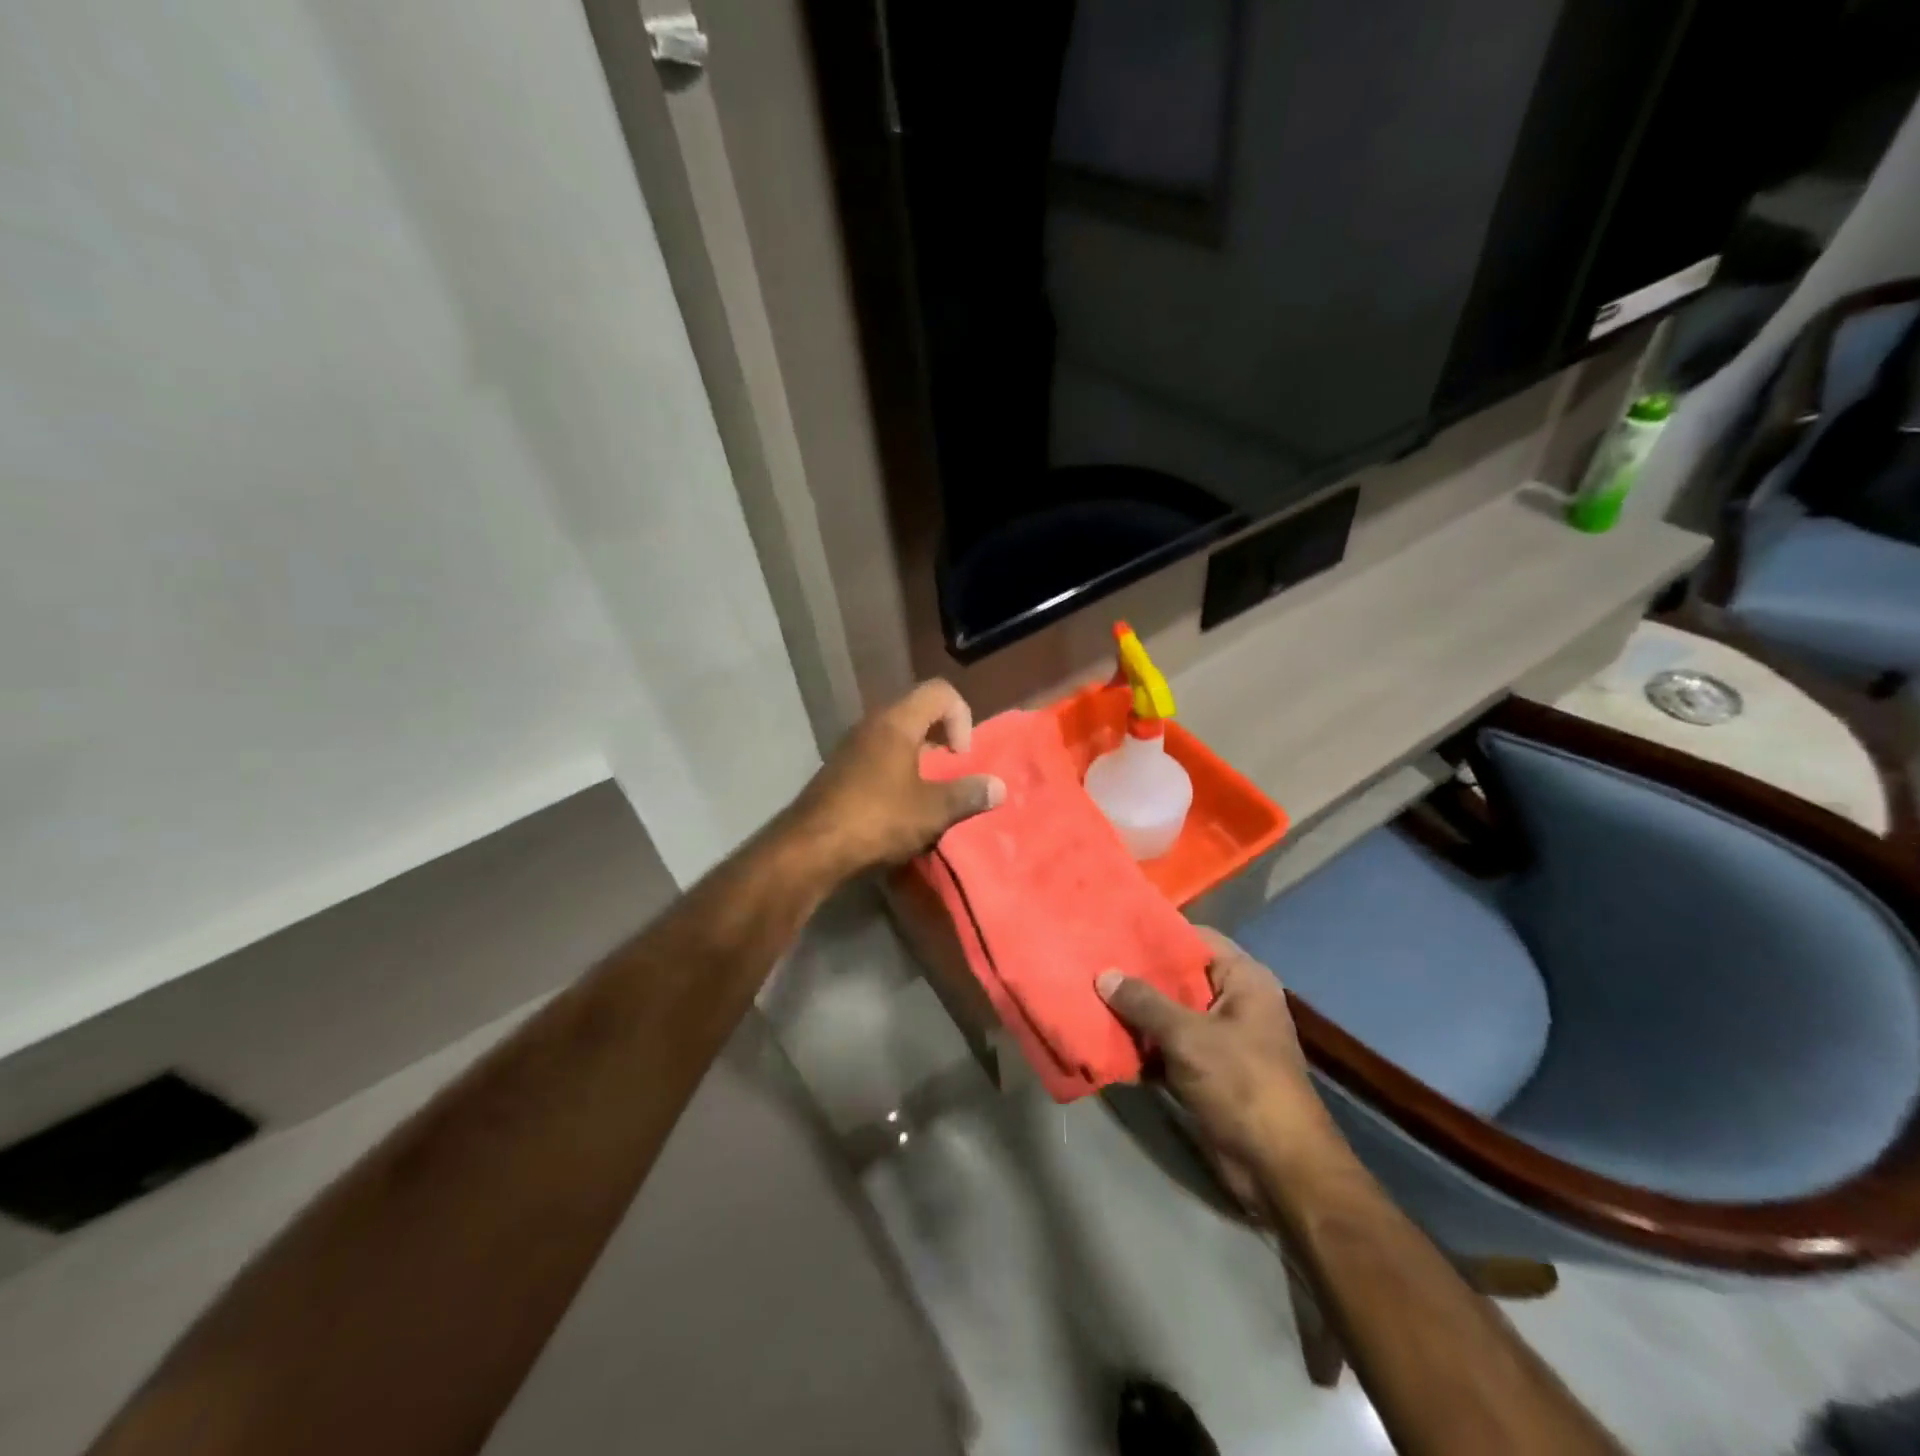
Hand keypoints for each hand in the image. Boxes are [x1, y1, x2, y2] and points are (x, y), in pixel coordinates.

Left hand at [789, 680, 1005, 876]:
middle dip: (941, 739)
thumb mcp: (932, 810)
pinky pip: (877, 758)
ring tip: (927, 795)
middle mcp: (871, 725)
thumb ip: (968, 795)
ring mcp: (850, 748)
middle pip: (917, 712)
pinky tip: (898, 809)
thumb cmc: (877, 818)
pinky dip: (896, 773)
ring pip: (896, 738)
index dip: (961, 716)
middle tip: (949, 773)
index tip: (960, 756)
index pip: (939, 691)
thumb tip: (999, 787)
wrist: (811, 848)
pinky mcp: (838, 771)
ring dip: (918, 760)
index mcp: (896, 722)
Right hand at [1098, 930, 1331, 1168]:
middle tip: (1094, 962)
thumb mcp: (1188, 1036)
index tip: (1116, 928)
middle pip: (1179, 978)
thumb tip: (1105, 975)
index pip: (1196, 939)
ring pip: (1170, 1015)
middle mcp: (1234, 1003)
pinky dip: (1143, 1048)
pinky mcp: (1207, 1073)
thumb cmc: (1241, 1084)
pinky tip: (1105, 1042)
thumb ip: (1144, 1002)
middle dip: (1138, 976)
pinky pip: (1168, 1049)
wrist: (1278, 1168)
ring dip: (1136, 1014)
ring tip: (1090, 996)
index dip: (1158, 933)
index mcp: (1244, 980)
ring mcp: (1221, 1040)